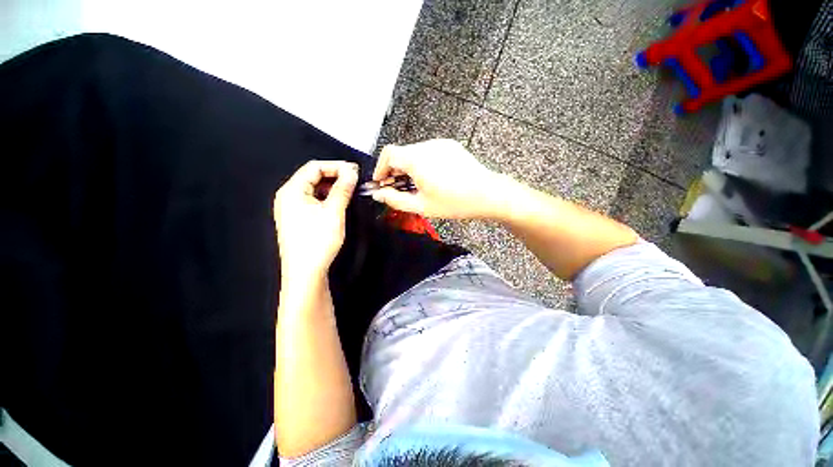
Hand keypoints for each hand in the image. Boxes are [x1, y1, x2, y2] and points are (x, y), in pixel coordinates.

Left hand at [274, 161, 357, 281]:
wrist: (306, 273)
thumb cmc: (316, 242)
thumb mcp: (333, 212)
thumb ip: (343, 189)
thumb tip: (351, 172)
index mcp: (292, 191)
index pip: (314, 167)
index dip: (336, 166)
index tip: (354, 171)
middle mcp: (288, 197)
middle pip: (313, 177)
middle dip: (335, 176)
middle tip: (355, 181)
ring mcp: (292, 209)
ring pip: (315, 190)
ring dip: (333, 188)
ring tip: (350, 192)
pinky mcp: (299, 219)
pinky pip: (314, 201)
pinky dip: (328, 199)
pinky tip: (339, 204)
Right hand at [371, 139, 500, 218]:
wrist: (487, 194)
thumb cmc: (454, 203)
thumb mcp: (421, 206)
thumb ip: (395, 200)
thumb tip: (379, 194)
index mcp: (416, 159)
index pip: (388, 153)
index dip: (380, 168)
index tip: (382, 182)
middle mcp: (426, 145)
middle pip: (401, 153)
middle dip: (395, 170)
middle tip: (398, 188)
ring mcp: (440, 143)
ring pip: (415, 152)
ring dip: (409, 167)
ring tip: (416, 185)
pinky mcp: (450, 145)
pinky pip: (429, 152)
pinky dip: (423, 163)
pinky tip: (432, 178)